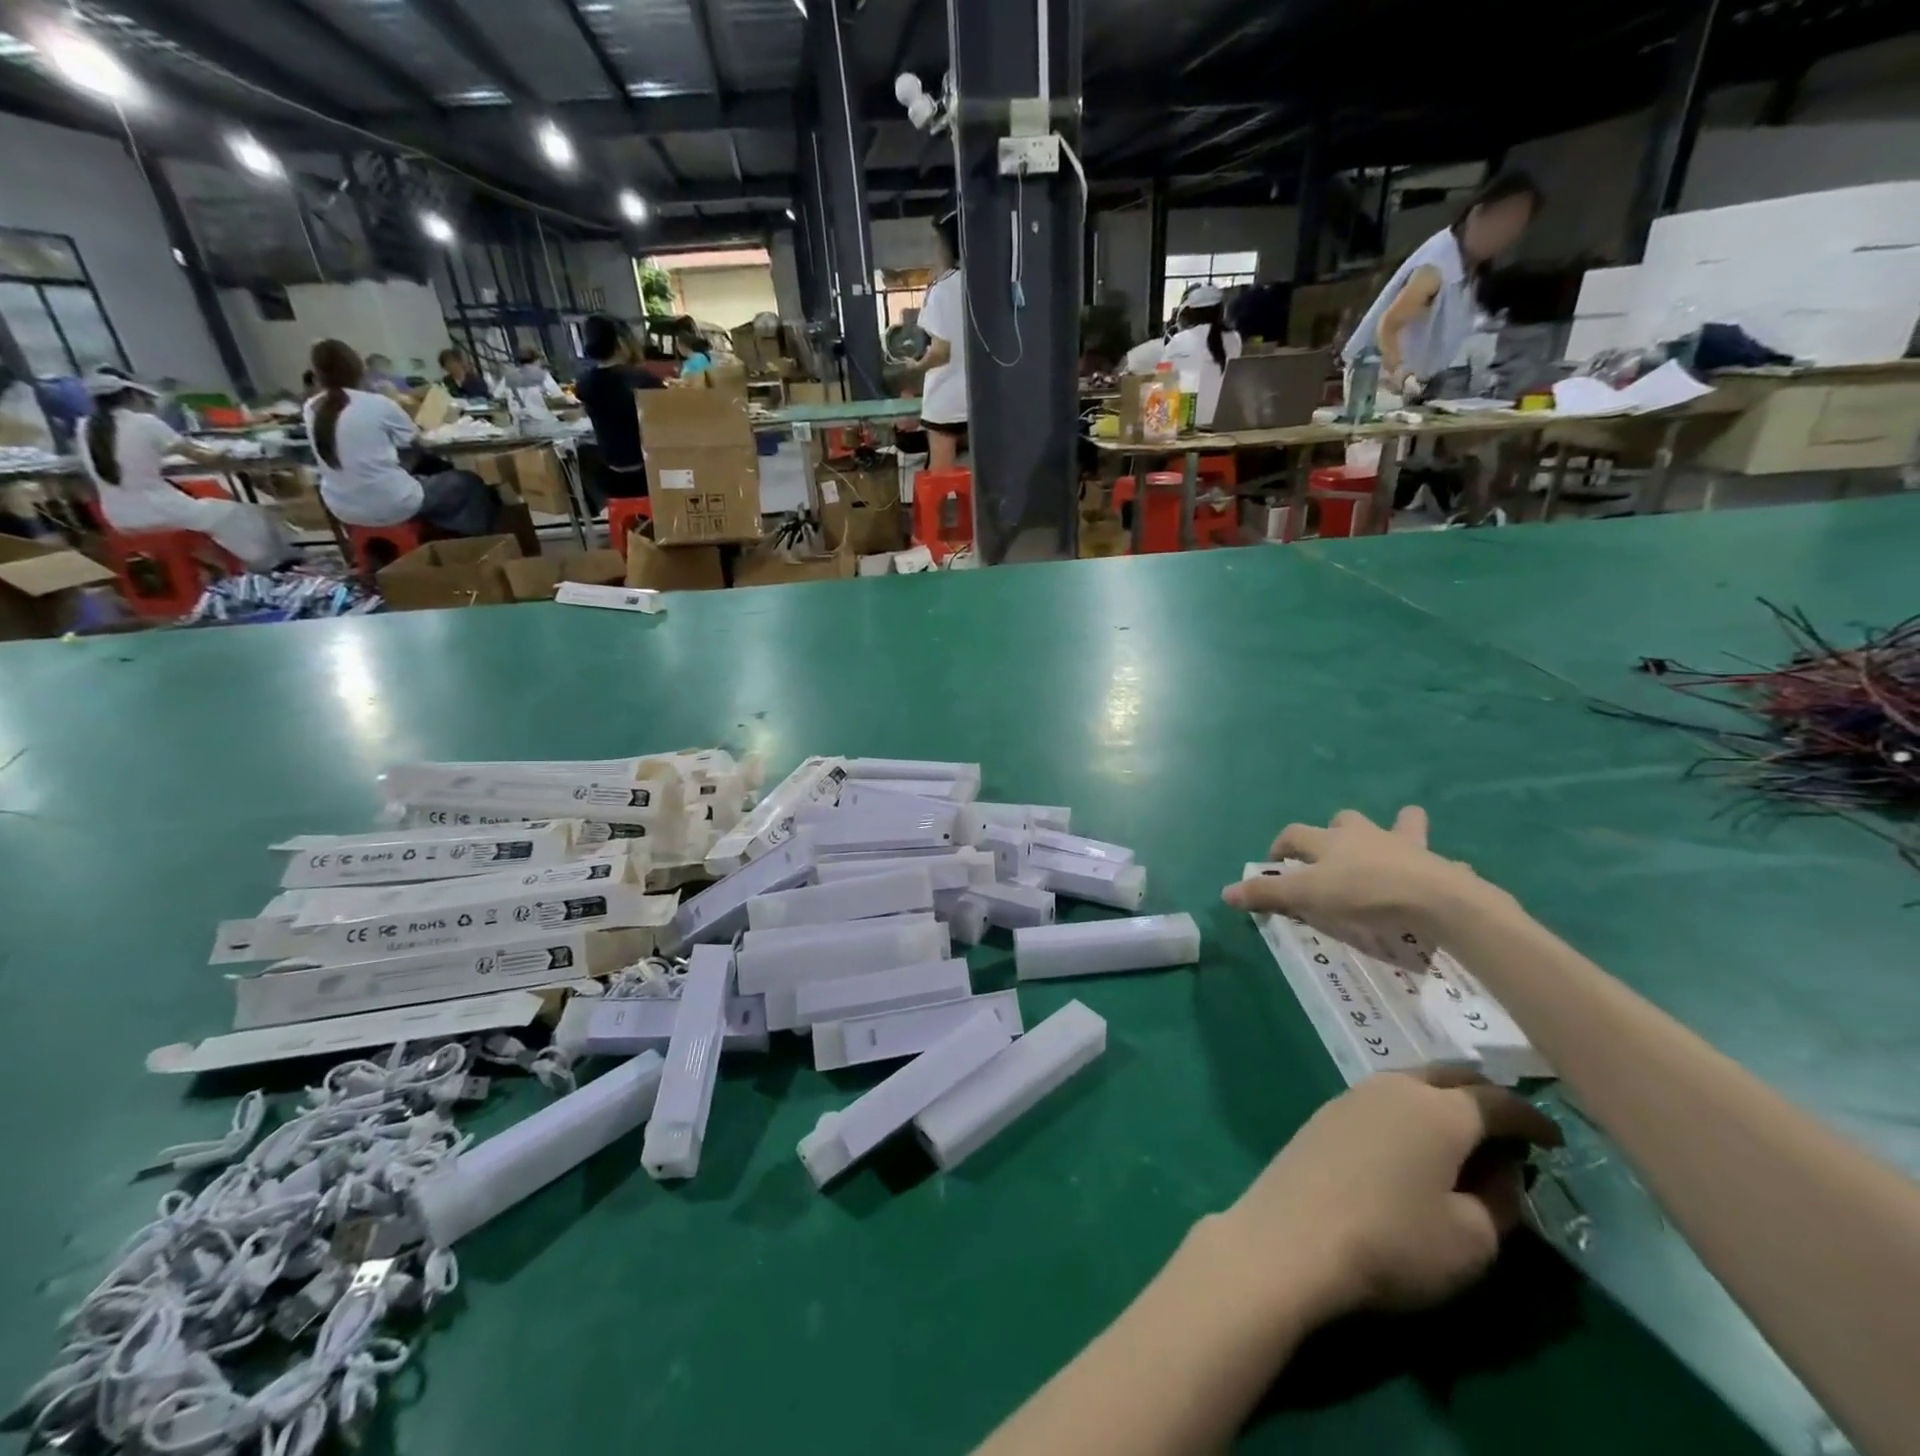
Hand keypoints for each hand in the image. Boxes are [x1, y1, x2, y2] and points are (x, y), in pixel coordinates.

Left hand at [1218, 1069, 1561, 1321]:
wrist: (1293, 1235)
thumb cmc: (1394, 1240)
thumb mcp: (1473, 1238)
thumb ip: (1501, 1199)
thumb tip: (1502, 1168)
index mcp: (1439, 1110)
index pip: (1498, 1101)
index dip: (1533, 1120)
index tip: (1556, 1141)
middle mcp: (1394, 1087)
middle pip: (1450, 1076)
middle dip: (1485, 1096)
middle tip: (1511, 1130)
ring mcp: (1353, 1095)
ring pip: (1411, 1082)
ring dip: (1443, 1101)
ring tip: (1464, 1137)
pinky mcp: (1326, 1113)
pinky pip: (1383, 1099)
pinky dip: (1410, 1111)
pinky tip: (1413, 1142)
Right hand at [1222, 806, 1484, 954]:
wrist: (1434, 898)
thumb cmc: (1363, 893)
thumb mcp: (1307, 895)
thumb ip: (1268, 893)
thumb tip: (1225, 892)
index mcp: (1329, 841)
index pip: (1294, 834)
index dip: (1281, 845)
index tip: (1275, 861)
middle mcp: (1364, 835)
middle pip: (1345, 820)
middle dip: (1336, 829)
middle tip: (1334, 851)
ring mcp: (1405, 846)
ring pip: (1400, 824)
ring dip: (1395, 829)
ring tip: (1394, 842)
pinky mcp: (1439, 865)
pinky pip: (1440, 859)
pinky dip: (1438, 863)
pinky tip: (1441, 873)